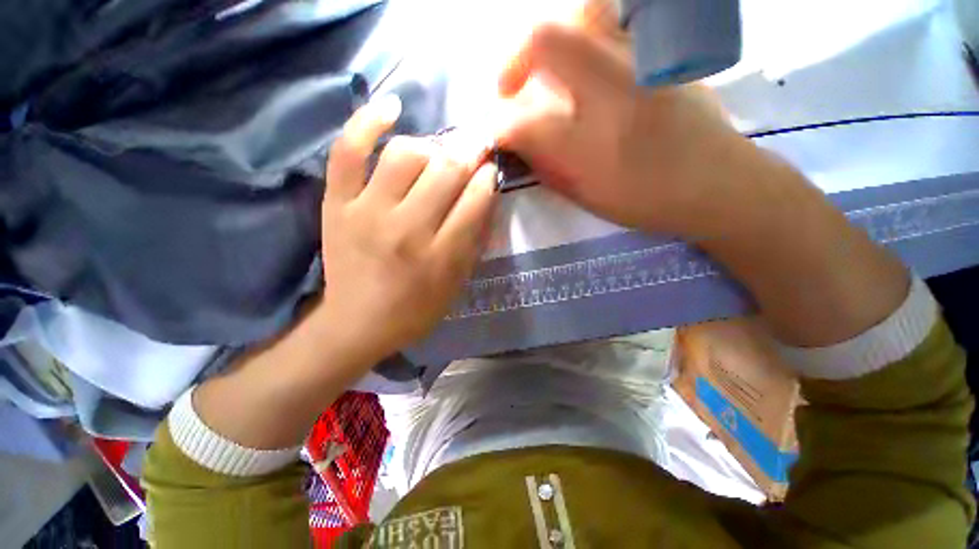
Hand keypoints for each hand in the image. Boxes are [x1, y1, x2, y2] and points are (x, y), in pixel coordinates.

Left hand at [321, 97, 496, 360]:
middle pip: (446, 171)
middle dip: (468, 153)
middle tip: (474, 150)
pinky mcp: (336, 204)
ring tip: (436, 155)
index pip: (474, 200)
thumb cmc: (415, 309)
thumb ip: (474, 241)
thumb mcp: (456, 284)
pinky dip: (367, 121)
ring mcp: (366, 212)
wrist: (357, 323)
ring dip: (431, 147)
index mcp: (441, 256)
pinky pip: (349, 151)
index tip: (489, 170)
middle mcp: (406, 230)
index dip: (487, 177)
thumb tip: (486, 195)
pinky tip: (392, 107)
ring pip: (405, 155)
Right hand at [497, 23, 909, 347]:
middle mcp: (613, 87)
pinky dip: (585, 35)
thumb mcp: (586, 193)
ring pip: (585, 13)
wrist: (717, 182)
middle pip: (547, 38)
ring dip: (554, 40)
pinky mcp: (658, 51)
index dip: (499, 126)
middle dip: (515, 62)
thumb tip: (517, 140)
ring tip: (550, 72)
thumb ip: (546, 164)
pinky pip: (612, 21)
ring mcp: (640, 59)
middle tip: (514, 89)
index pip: (523, 120)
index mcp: (592, 139)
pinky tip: (587, 67)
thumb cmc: (647, 197)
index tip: (496, 134)